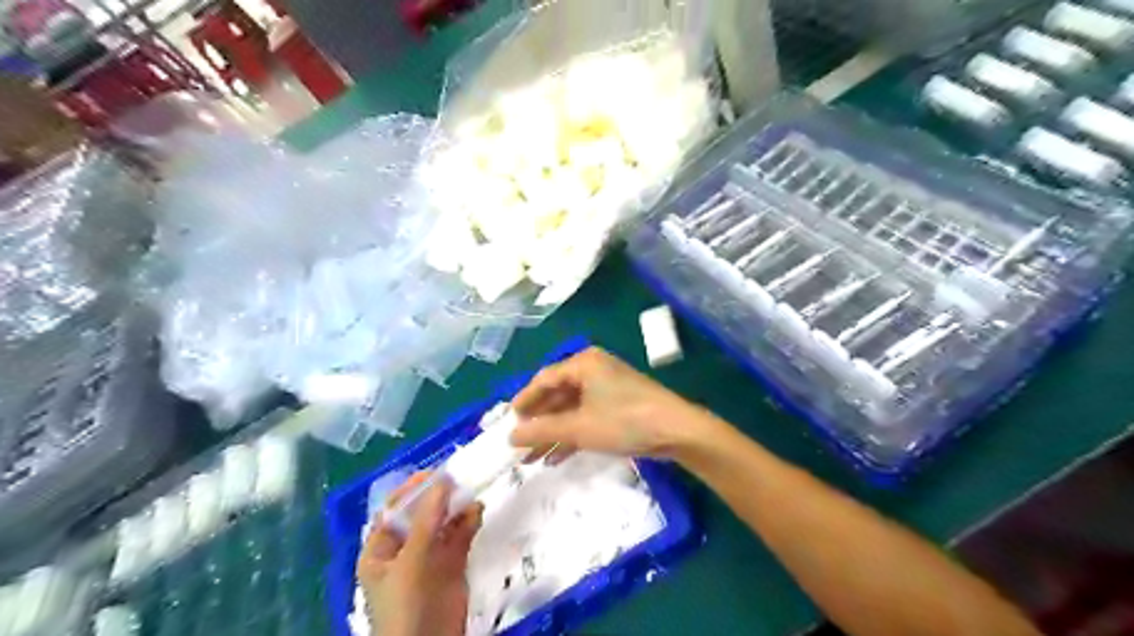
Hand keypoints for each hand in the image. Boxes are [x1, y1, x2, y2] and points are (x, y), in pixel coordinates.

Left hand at [357, 474, 481, 632]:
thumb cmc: (405, 607)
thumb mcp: (411, 562)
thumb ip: (427, 521)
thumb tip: (442, 481)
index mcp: (380, 550)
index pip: (393, 510)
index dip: (411, 490)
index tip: (434, 473)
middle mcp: (404, 549)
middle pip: (421, 514)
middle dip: (438, 497)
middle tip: (459, 478)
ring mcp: (429, 557)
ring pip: (443, 523)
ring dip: (457, 508)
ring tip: (472, 493)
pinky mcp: (451, 564)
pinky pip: (460, 537)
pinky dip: (469, 523)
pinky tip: (478, 511)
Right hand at [512, 348, 715, 460]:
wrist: (677, 431)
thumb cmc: (624, 421)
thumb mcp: (579, 427)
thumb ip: (542, 431)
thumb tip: (510, 436)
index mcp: (583, 363)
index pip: (544, 379)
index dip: (524, 401)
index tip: (507, 422)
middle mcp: (593, 370)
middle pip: (557, 395)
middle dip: (538, 422)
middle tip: (518, 444)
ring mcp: (607, 388)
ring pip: (571, 410)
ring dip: (553, 433)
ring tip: (531, 458)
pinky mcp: (618, 405)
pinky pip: (586, 417)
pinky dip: (572, 435)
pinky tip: (556, 457)